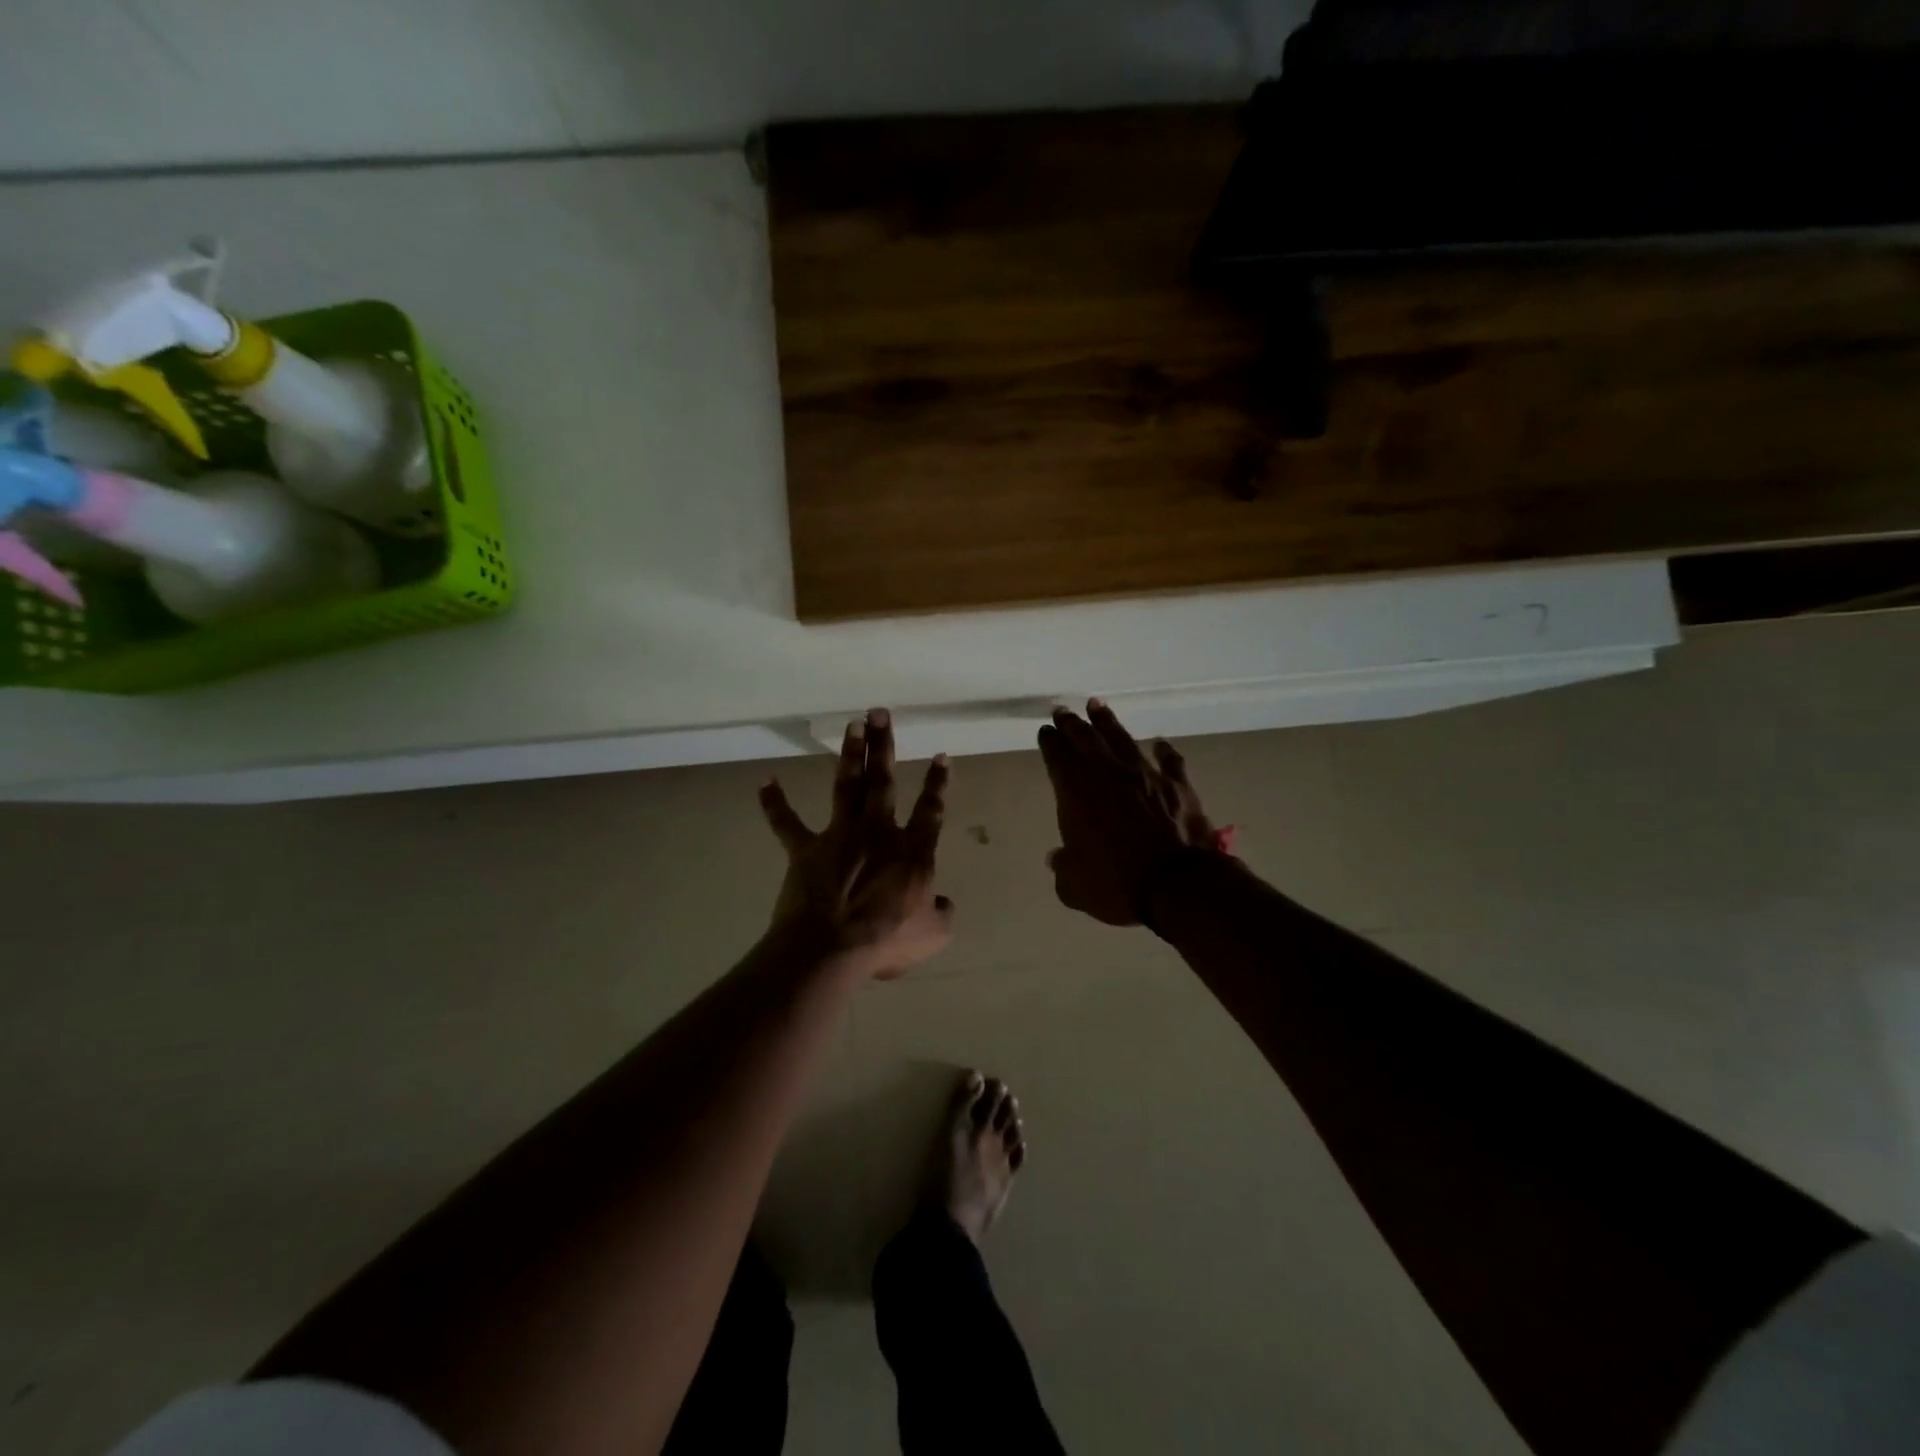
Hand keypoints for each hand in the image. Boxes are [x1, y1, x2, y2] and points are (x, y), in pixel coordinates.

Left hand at [759, 708, 953, 977]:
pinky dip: (775, 803)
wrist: (831, 948)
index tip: (942, 755)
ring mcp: (840, 837)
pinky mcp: (805, 850)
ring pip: (847, 787)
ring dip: (849, 755)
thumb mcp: (932, 935)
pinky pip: (787, 823)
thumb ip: (941, 913)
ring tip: (852, 725)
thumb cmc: (885, 941)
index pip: (930, 811)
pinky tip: (764, 781)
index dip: (938, 784)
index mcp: (912, 852)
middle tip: (879, 712)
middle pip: (883, 781)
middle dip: (884, 745)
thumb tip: (943, 902)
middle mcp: (877, 833)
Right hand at [1037, 700, 1217, 925]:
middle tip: (1062, 711)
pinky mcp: (1178, 787)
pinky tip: (1160, 743)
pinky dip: (1164, 751)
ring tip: (1097, 706)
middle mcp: (1109, 775)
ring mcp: (1146, 776)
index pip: (1058, 758)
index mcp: (1076, 793)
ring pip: (1123, 740)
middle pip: (1086, 740)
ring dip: (1108, 723)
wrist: (1177, 885)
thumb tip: (1058, 858)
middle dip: (1072, 724)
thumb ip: (1063, 867)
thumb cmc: (1116, 884)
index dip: (1050, 743)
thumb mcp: (1074, 886)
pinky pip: (1170, 762)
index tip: (1045, 732)